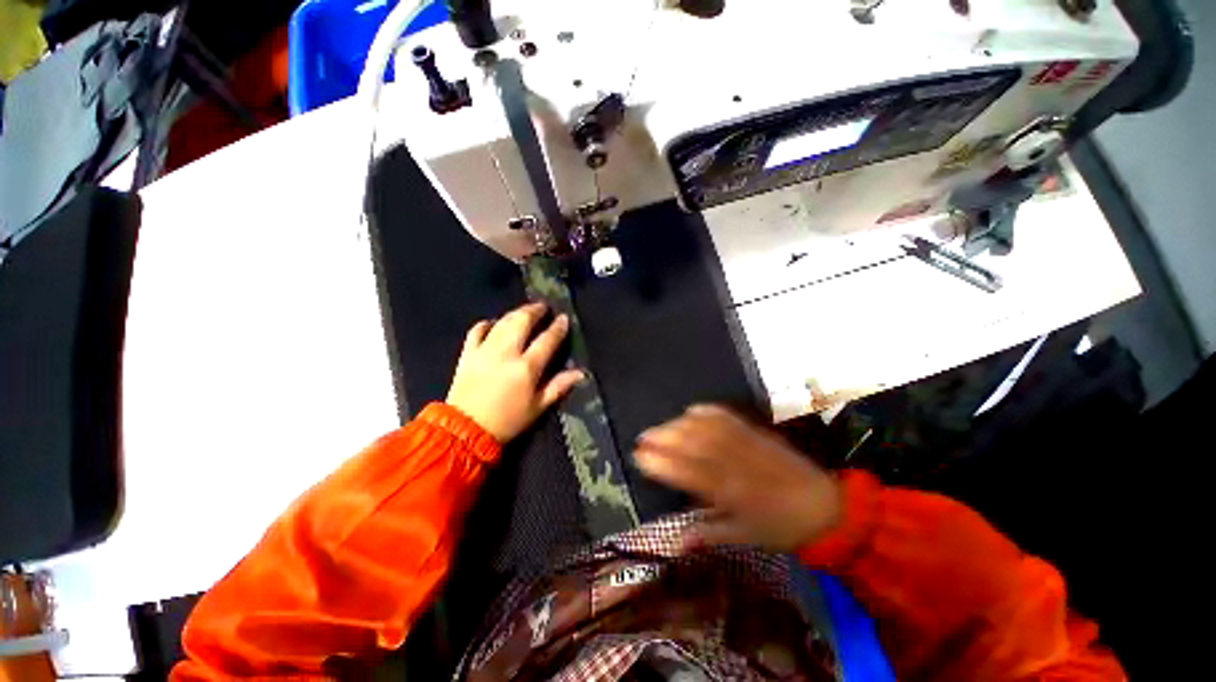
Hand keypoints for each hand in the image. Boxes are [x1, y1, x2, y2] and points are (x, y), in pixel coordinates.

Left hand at [447, 302, 583, 442]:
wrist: (465, 431)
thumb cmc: (508, 421)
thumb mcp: (537, 407)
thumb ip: (559, 386)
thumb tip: (581, 373)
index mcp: (526, 368)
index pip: (546, 340)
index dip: (557, 328)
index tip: (563, 318)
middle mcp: (506, 353)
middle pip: (522, 322)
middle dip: (534, 311)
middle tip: (543, 307)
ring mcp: (485, 351)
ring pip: (502, 323)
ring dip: (515, 313)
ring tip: (524, 311)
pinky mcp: (467, 354)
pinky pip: (476, 331)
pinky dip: (487, 324)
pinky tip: (494, 323)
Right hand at [634, 405, 842, 551]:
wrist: (824, 506)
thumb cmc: (780, 527)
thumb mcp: (745, 538)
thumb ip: (707, 534)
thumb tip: (675, 540)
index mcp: (732, 493)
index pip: (689, 473)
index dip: (662, 463)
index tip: (640, 456)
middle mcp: (736, 463)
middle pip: (694, 443)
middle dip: (664, 438)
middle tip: (643, 436)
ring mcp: (746, 443)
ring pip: (706, 428)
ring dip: (680, 424)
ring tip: (660, 426)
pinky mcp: (756, 432)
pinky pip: (727, 416)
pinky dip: (706, 411)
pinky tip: (691, 411)